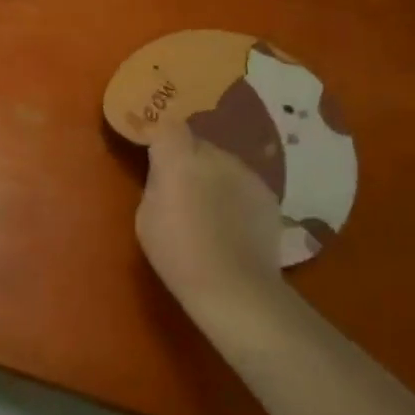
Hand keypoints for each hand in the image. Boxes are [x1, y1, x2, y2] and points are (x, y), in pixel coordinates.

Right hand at [137, 122, 290, 331]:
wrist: (234, 287)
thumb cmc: (177, 254)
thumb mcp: (146, 217)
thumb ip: (156, 184)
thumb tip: (165, 175)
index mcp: (179, 159)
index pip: (168, 127)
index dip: (160, 137)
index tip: (153, 154)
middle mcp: (216, 156)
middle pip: (197, 143)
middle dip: (187, 158)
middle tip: (179, 187)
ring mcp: (247, 173)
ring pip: (222, 163)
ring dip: (212, 175)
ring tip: (208, 208)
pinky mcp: (268, 194)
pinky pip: (243, 183)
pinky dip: (234, 194)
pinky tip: (232, 222)